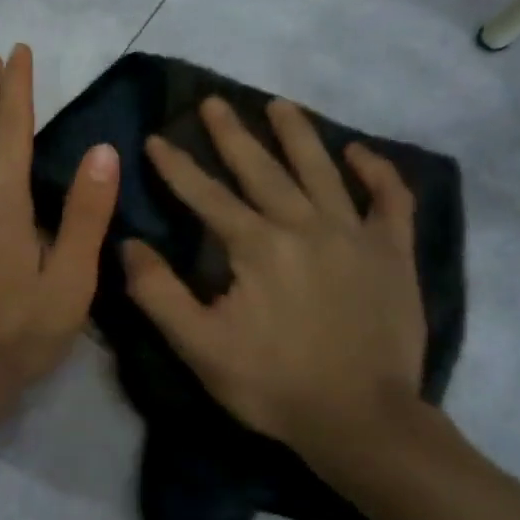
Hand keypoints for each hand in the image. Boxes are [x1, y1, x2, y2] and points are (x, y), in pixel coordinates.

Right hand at [122, 97, 427, 467]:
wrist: (360, 419)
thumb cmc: (271, 384)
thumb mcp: (198, 345)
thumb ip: (158, 292)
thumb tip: (127, 244)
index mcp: (256, 246)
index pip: (206, 195)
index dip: (176, 166)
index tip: (154, 137)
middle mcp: (305, 226)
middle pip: (262, 169)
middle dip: (232, 134)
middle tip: (213, 101)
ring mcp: (355, 236)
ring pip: (322, 170)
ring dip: (298, 134)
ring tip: (279, 104)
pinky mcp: (392, 254)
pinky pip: (390, 200)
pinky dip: (377, 173)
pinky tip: (360, 153)